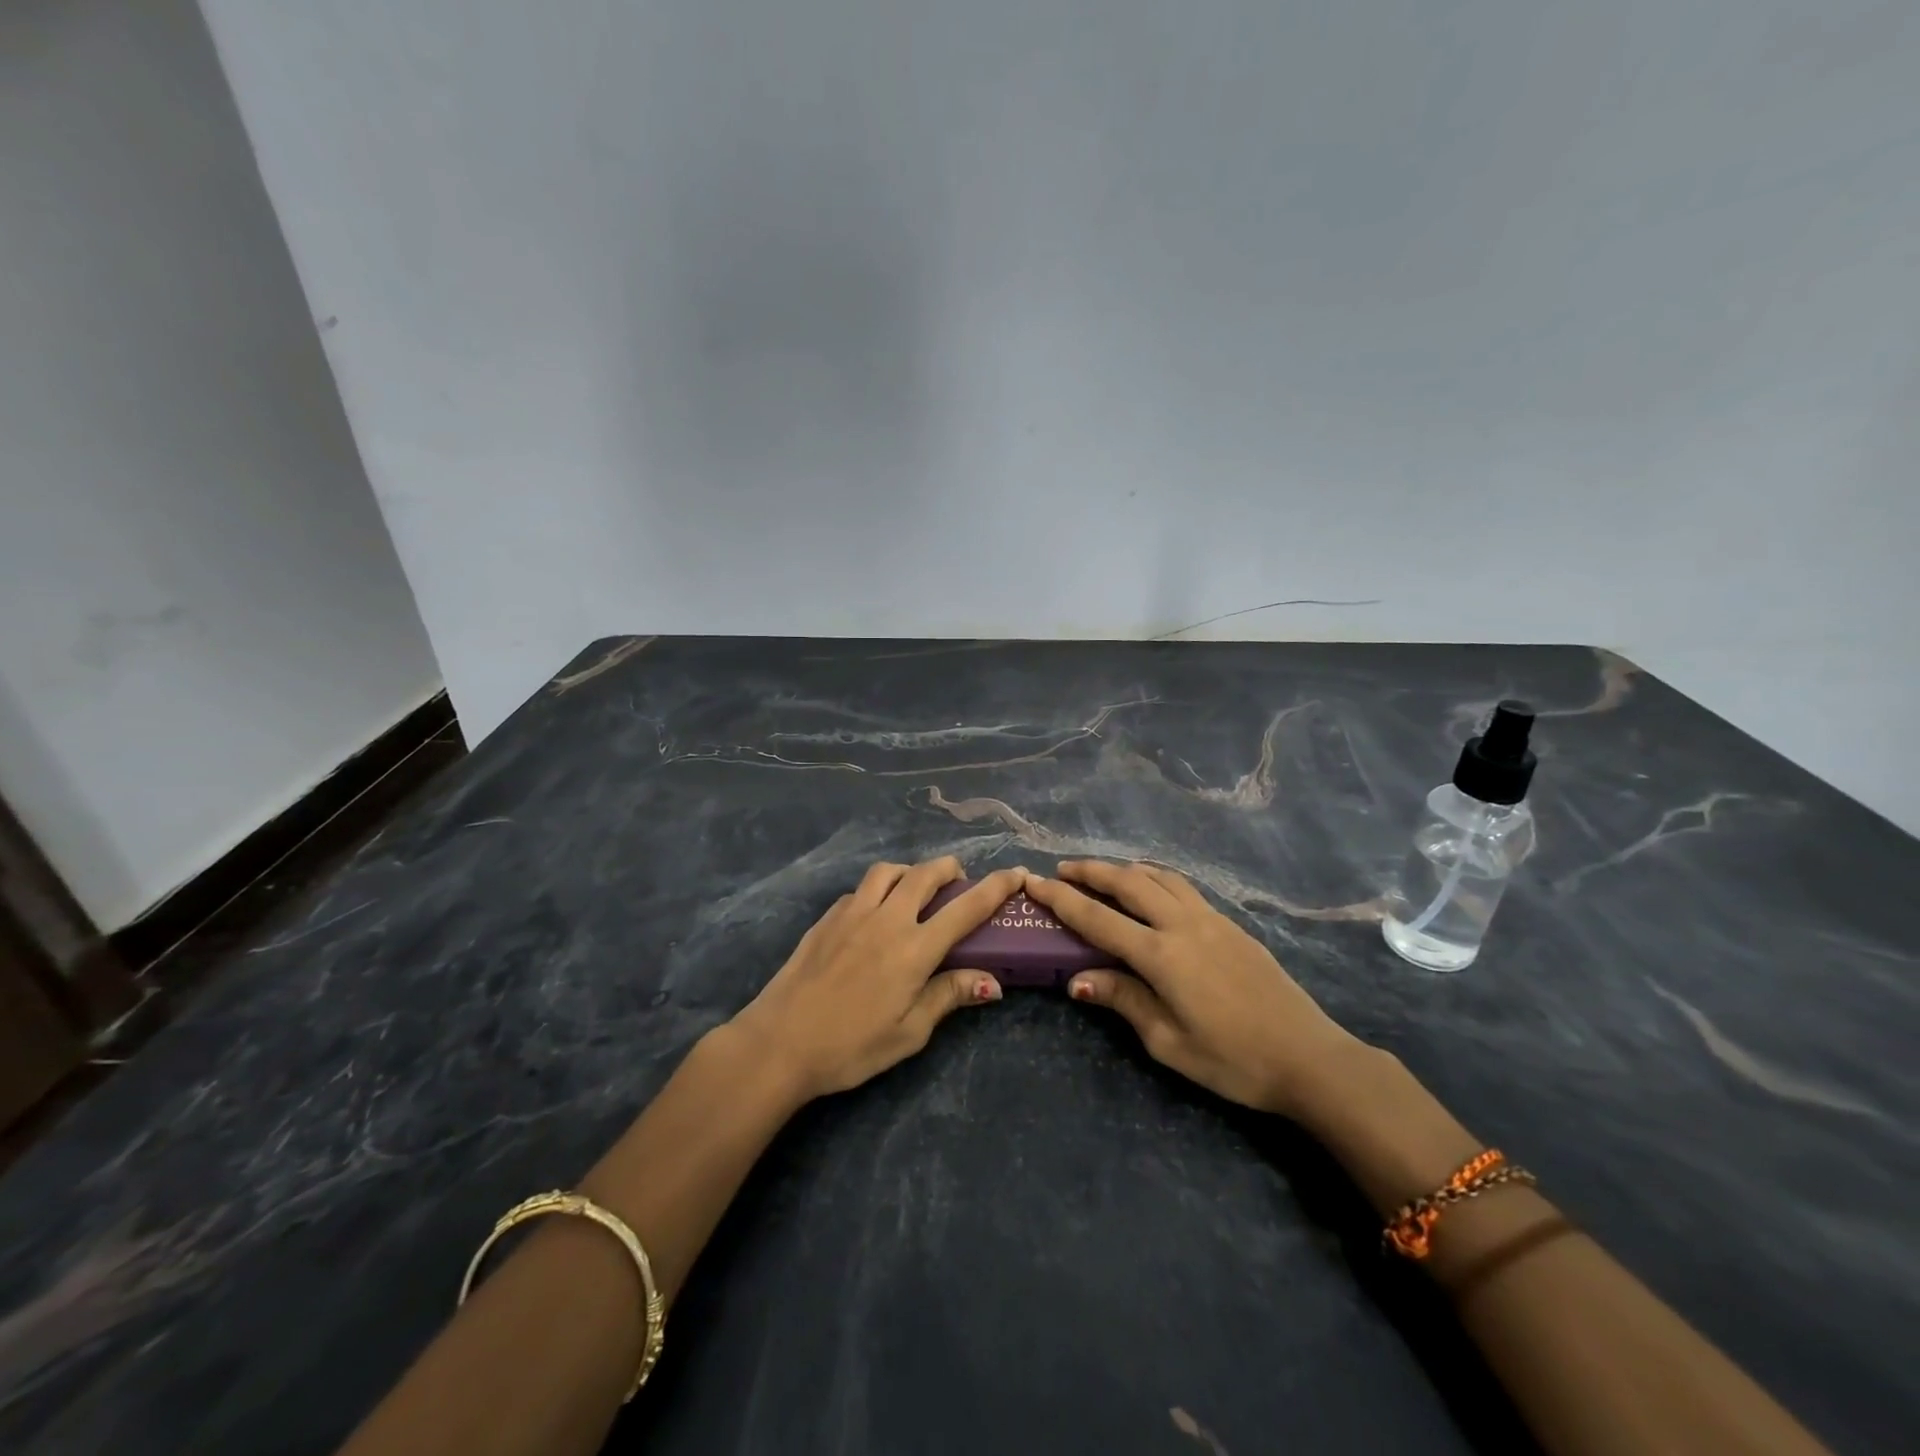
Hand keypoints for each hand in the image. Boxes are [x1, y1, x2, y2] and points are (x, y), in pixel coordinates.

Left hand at [729, 858, 1025, 1099]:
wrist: (780, 1042)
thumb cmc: (850, 1046)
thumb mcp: (908, 1033)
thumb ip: (948, 997)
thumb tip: (991, 981)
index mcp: (914, 949)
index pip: (965, 908)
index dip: (995, 887)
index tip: (1016, 872)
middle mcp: (887, 919)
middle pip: (925, 874)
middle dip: (950, 869)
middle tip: (960, 880)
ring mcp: (852, 913)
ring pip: (888, 871)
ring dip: (911, 872)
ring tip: (916, 889)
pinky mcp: (827, 918)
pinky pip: (860, 890)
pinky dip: (877, 890)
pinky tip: (873, 914)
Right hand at [1025, 861, 1362, 1117]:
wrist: (1308, 1056)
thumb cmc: (1232, 1060)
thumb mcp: (1168, 1042)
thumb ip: (1123, 1000)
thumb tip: (1076, 980)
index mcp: (1161, 955)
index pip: (1098, 918)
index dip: (1062, 899)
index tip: (1034, 882)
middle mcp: (1182, 925)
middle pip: (1128, 883)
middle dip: (1090, 871)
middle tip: (1062, 869)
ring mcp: (1210, 919)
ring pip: (1158, 877)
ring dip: (1124, 869)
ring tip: (1102, 872)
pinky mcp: (1230, 923)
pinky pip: (1182, 887)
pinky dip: (1155, 877)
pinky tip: (1151, 888)